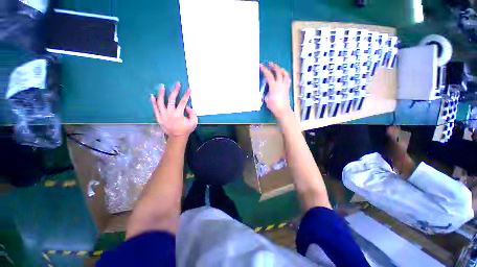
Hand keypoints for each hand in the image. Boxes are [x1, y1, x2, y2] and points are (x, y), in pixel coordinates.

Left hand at [150, 82, 197, 137]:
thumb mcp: (194, 122)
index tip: (189, 88)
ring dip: (161, 94)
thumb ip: (192, 113)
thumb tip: (187, 106)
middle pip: (171, 99)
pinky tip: (152, 96)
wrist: (177, 137)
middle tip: (177, 84)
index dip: (186, 95)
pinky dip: (153, 102)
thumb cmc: (186, 129)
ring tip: (162, 86)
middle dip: (175, 91)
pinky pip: (155, 109)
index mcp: (179, 114)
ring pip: (160, 102)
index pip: (183, 102)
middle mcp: (170, 113)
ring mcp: (163, 115)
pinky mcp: (158, 118)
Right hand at [260, 62, 291, 119]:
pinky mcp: (287, 88)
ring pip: (285, 74)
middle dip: (274, 66)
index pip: (269, 75)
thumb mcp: (266, 99)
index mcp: (274, 86)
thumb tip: (267, 89)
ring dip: (281, 69)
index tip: (261, 65)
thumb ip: (267, 92)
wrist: (282, 110)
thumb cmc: (273, 106)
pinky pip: (287, 79)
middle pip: (278, 71)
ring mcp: (285, 85)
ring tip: (278, 68)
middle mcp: (280, 84)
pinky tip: (283, 75)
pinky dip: (285, 75)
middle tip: (270, 64)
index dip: (265, 69)